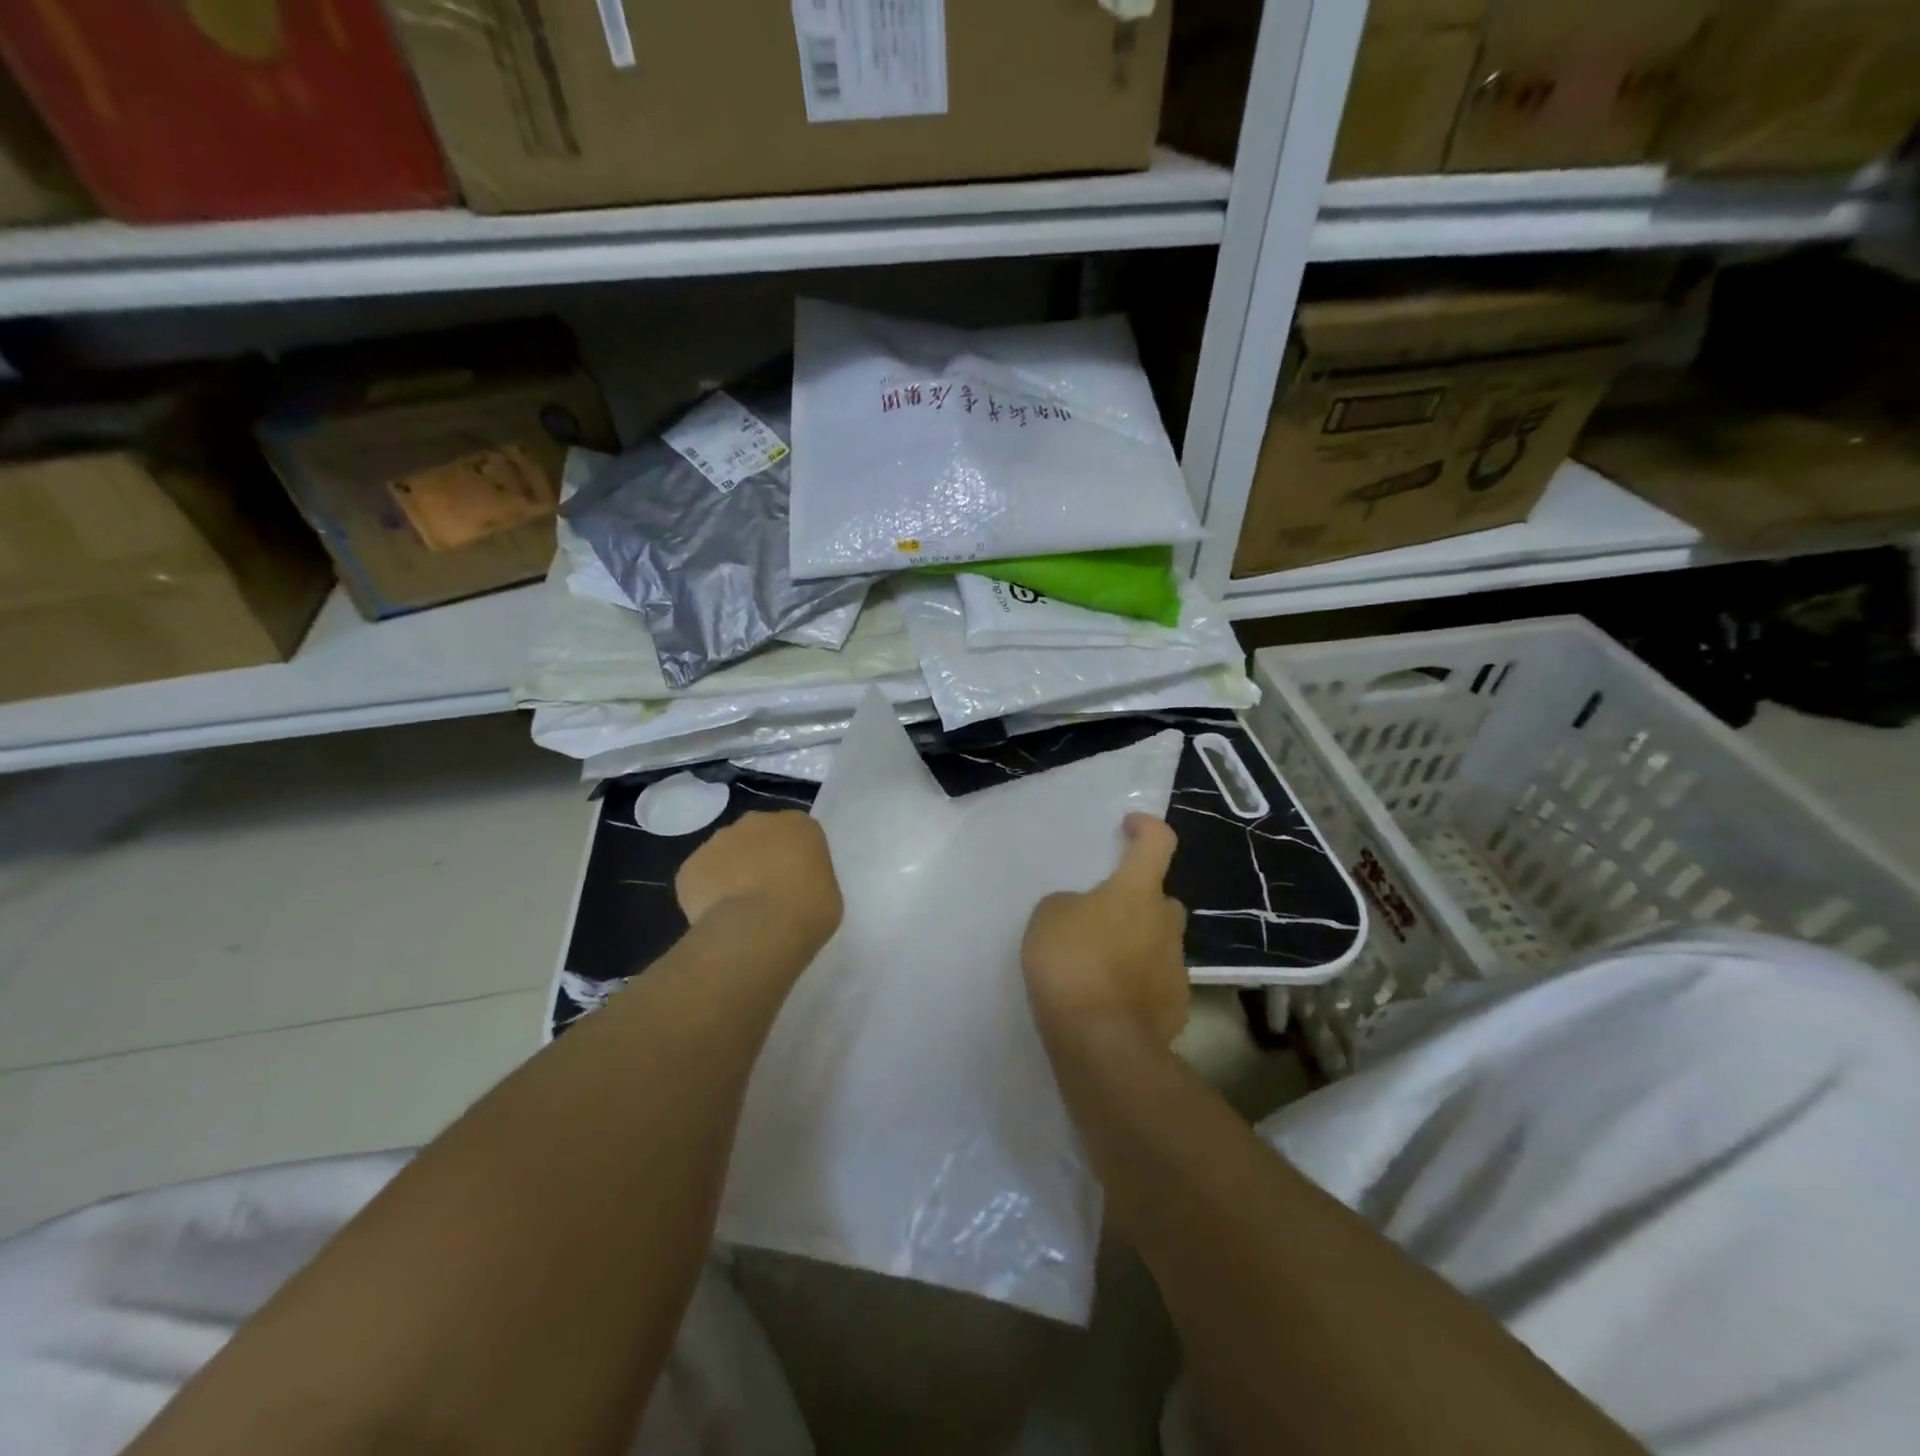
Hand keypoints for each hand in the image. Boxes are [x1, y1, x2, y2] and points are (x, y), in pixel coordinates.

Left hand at [676, 811, 842, 955]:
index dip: (795, 859)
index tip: (796, 883)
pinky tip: (719, 919)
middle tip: (768, 894)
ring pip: (726, 854)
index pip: (798, 834)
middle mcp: (757, 821)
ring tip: (740, 911)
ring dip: (732, 873)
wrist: (757, 929)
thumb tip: (794, 887)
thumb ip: (810, 880)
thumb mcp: (828, 894)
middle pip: (758, 836)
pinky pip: (701, 879)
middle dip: (760, 858)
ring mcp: (719, 840)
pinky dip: (707, 895)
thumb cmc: (807, 910)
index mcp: (799, 824)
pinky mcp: (690, 866)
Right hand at [1023, 813, 1187, 1044]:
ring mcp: (1176, 967)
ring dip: (1137, 945)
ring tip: (1101, 965)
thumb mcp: (1049, 916)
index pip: (1158, 842)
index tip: (1129, 827)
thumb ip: (1070, 905)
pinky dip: (1139, 984)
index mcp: (1137, 891)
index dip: (1146, 827)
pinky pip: (1157, 982)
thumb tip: (1084, 914)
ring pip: (1159, 942)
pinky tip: (1112, 999)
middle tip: (1104, 915)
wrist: (1101, 1041)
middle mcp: (1165, 922)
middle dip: (1138, 901)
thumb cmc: (1071, 962)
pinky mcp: (1176, 1007)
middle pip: (1160, 899)